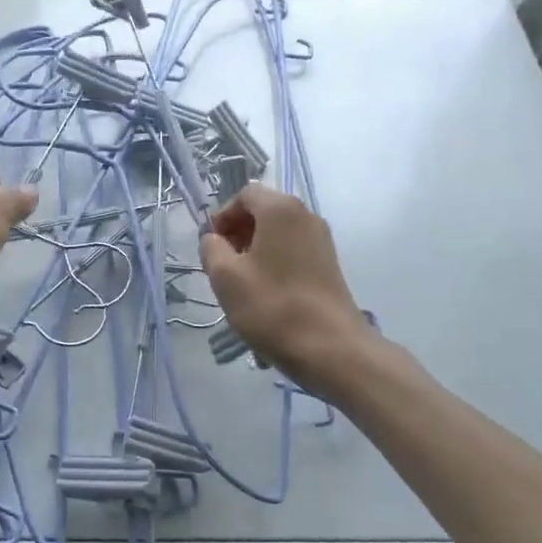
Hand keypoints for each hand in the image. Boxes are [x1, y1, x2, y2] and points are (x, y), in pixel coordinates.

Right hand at [199, 184, 373, 393]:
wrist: (331, 348)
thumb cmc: (272, 307)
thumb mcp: (225, 277)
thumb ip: (211, 248)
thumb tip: (213, 239)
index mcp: (280, 209)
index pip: (244, 195)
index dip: (222, 215)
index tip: (211, 245)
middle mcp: (305, 215)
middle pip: (263, 210)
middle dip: (238, 231)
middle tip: (222, 263)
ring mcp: (322, 240)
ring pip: (278, 232)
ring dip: (255, 248)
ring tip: (241, 280)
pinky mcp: (329, 264)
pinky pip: (293, 249)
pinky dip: (274, 260)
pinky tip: (265, 291)